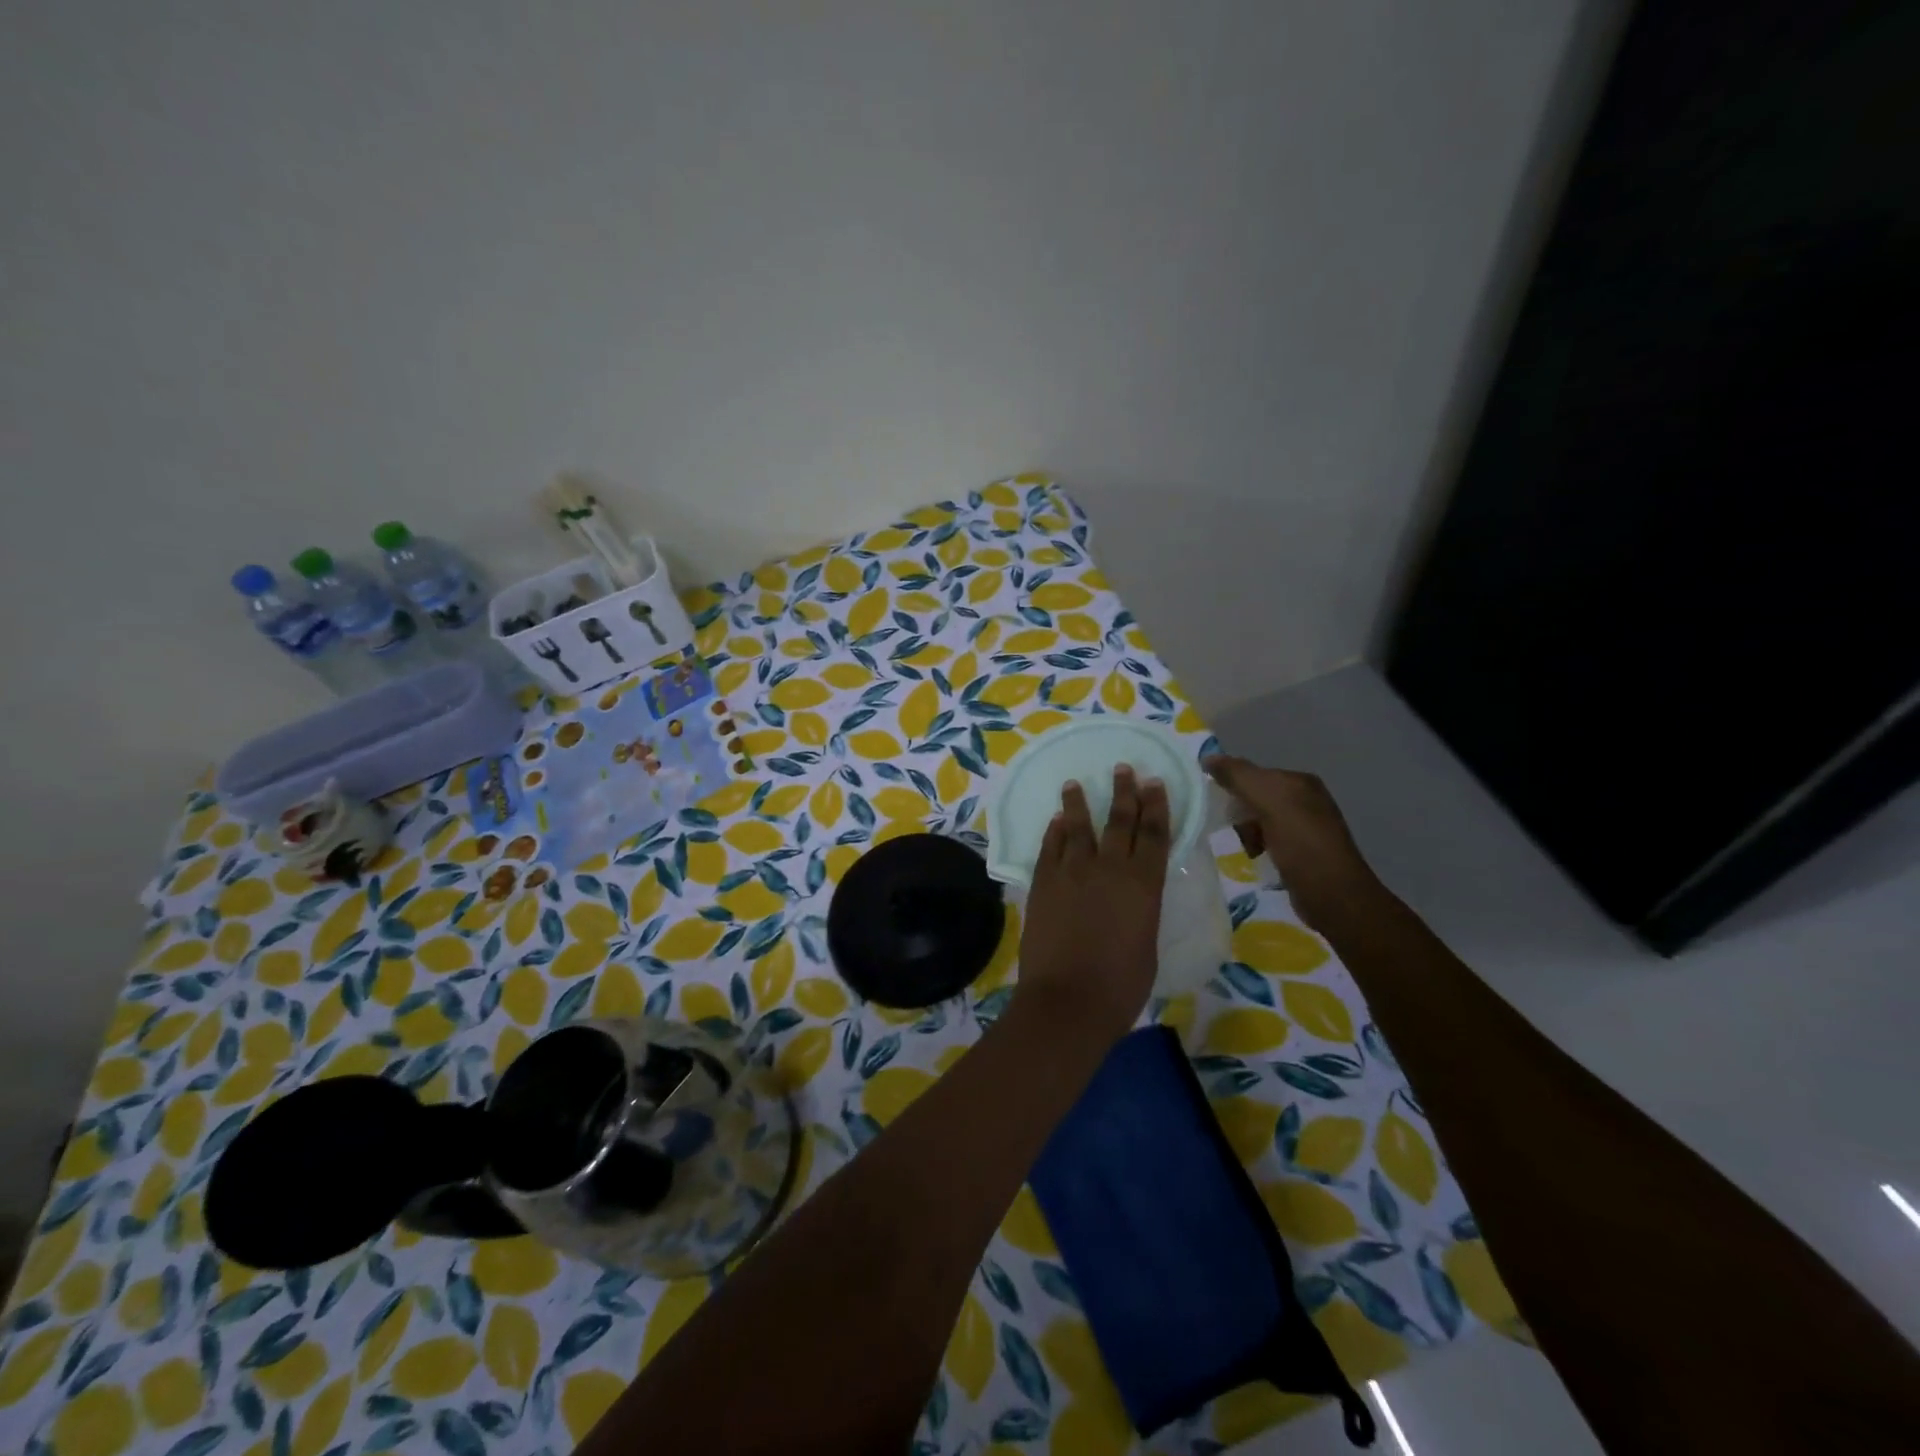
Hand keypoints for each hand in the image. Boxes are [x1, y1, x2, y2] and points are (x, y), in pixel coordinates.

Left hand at [1014, 765, 1170, 1046]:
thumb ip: (1140, 911)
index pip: (1154, 834)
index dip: (1156, 806)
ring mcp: (1072, 872)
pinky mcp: (1043, 882)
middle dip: (1124, 792)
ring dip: (1078, 803)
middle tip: (1124, 769)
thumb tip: (1131, 901)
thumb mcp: (1146, 945)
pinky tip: (1055, 821)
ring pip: (1078, 826)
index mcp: (1144, 884)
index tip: (1154, 783)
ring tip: (1075, 783)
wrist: (1067, 1000)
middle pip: (1119, 821)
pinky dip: (1053, 832)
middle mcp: (1109, 868)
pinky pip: (1049, 847)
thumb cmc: (1120, 985)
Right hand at [1204, 756, 1383, 932]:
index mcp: (1300, 782)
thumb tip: (1208, 757)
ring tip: (1247, 849)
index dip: (1234, 787)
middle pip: (1255, 798)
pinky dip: (1257, 849)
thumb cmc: (1301, 843)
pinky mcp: (1302, 854)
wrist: (1333, 895)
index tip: (1220, 807)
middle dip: (1240, 814)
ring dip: (1246, 834)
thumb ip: (1238, 776)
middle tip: (1236, 831)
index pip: (1254, 774)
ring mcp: (1306, 828)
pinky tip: (1256, 860)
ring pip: (1259, 822)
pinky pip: (1267, 842)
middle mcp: (1305, 800)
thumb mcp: (1269, 801)